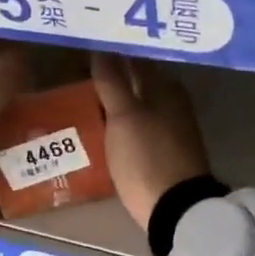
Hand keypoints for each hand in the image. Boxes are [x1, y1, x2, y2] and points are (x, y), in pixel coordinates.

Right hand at [91, 53, 211, 230]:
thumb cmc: (147, 156)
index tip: (88, 46)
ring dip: (117, 98)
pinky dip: (123, 119)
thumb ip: (112, 82)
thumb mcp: (123, 117)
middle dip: (114, 73)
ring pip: (139, 102)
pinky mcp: (167, 151)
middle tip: (79, 69)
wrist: (176, 209)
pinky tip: (105, 124)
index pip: (136, 58)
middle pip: (139, 80)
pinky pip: (140, 124)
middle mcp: (172, 101)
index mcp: (165, 86)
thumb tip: (101, 47)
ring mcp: (172, 127)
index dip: (113, 51)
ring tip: (86, 96)